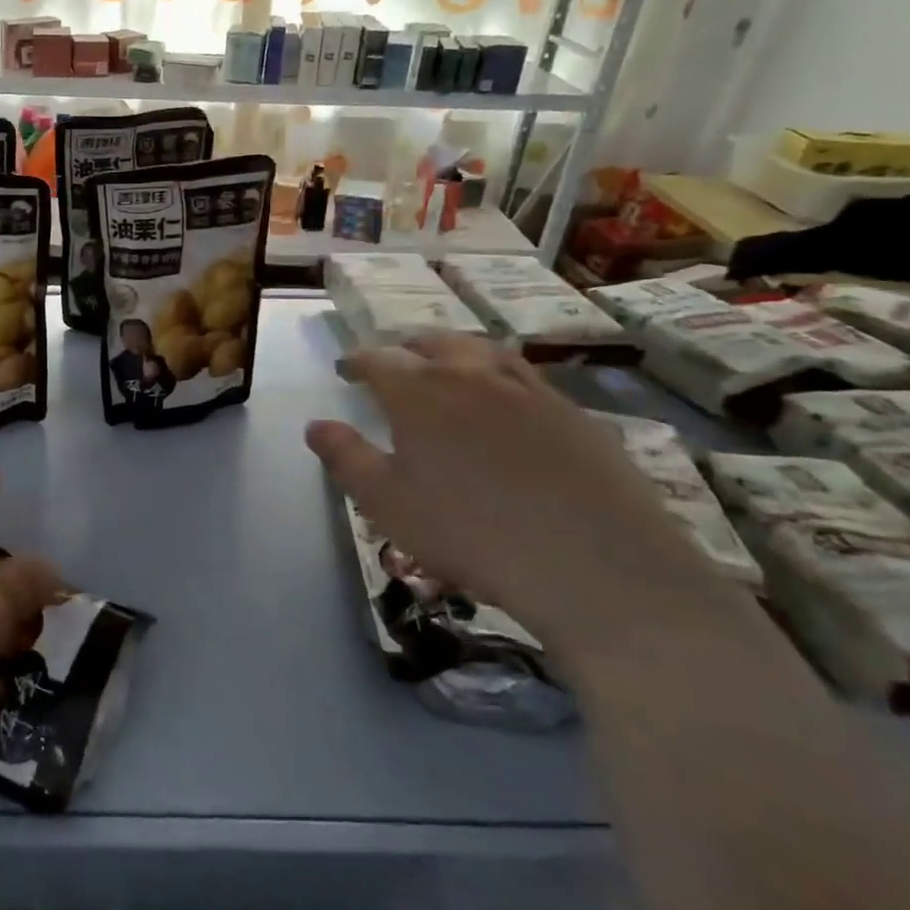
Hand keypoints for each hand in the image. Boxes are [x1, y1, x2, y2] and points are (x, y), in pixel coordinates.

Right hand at [306, 336, 737, 663]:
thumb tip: (315, 425)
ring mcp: (530, 391)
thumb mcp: (387, 504)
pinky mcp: (575, 415)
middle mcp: (473, 377)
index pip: (379, 360)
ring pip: (485, 352)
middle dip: (407, 347)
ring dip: (457, 352)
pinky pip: (529, 379)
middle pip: (434, 344)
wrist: (593, 565)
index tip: (345, 368)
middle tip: (396, 359)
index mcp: (421, 394)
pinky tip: (509, 400)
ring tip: (449, 364)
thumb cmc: (470, 533)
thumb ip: (346, 458)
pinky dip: (503, 376)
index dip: (357, 360)